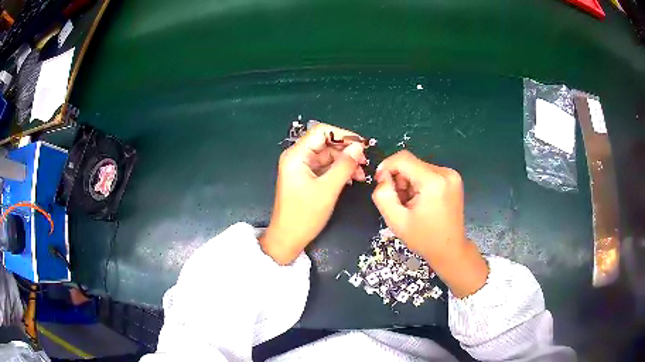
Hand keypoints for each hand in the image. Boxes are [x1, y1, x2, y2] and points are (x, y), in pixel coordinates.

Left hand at [260, 123, 366, 264]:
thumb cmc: (304, 215)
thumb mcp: (327, 189)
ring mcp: (301, 168)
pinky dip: (339, 170)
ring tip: (361, 173)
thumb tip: (358, 147)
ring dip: (345, 161)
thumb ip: (344, 166)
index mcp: (296, 155)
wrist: (287, 238)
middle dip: (346, 150)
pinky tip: (352, 179)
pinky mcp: (306, 177)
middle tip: (365, 161)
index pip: (321, 131)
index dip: (343, 134)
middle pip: (325, 143)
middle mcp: (297, 157)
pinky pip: (325, 167)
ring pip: (327, 155)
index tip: (362, 145)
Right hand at [371, 150, 487, 297]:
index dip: (387, 167)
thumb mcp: (396, 221)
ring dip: (409, 182)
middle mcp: (445, 172)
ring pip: (418, 167)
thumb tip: (382, 176)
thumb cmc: (423, 238)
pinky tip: (421, 201)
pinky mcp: (453, 178)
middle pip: (411, 163)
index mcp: (433, 182)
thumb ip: (383, 195)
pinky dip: (419, 183)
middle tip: (399, 201)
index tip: (381, 183)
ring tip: (411, 204)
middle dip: (399, 179)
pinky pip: (428, 172)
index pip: (403, 159)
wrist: (450, 249)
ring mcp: (451, 175)